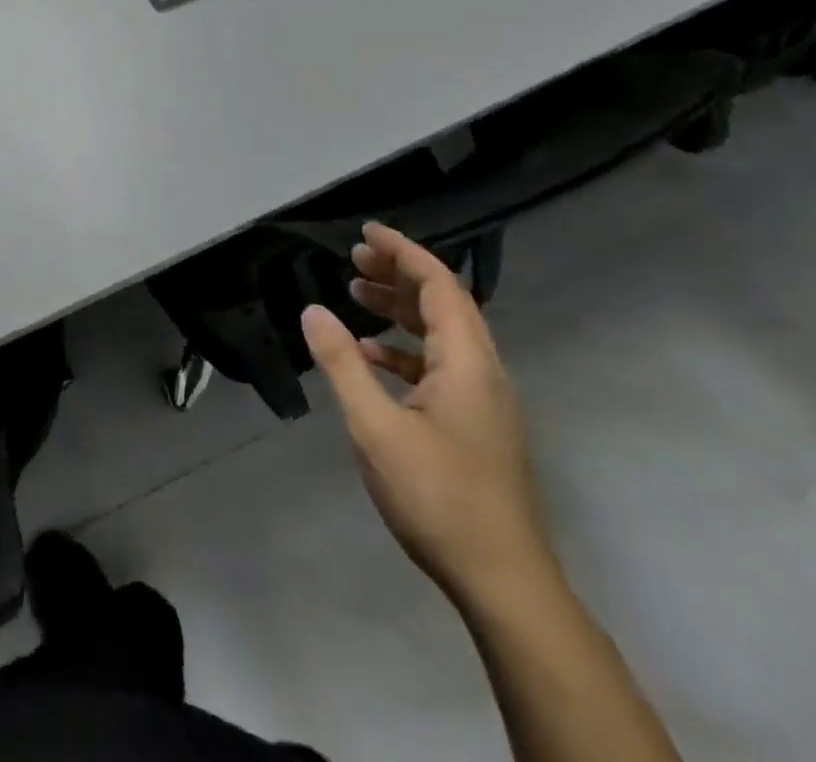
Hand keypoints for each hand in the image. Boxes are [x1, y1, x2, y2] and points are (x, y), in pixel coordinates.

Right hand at [301, 224, 552, 603]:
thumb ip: (343, 364)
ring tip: (355, 295)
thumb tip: (313, 311)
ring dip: (401, 309)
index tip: (366, 232)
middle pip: (444, 302)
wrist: (502, 581)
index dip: (403, 251)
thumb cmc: (438, 497)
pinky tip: (372, 357)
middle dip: (399, 273)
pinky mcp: (477, 424)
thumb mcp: (376, 427)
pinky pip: (441, 365)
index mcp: (467, 361)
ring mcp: (484, 400)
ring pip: (442, 333)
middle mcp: (483, 370)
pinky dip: (406, 349)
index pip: (438, 284)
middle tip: (354, 259)